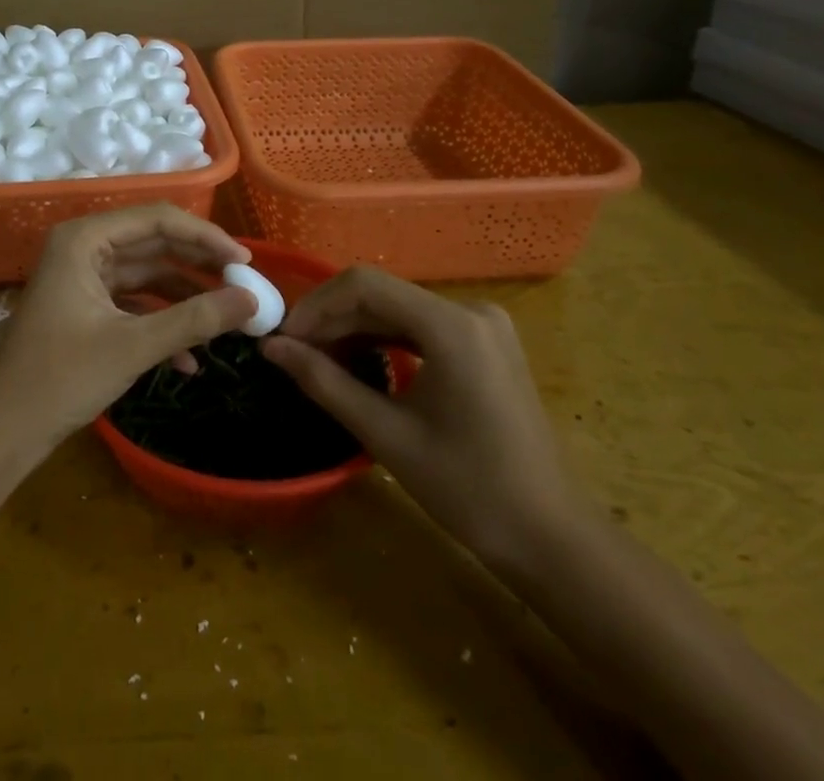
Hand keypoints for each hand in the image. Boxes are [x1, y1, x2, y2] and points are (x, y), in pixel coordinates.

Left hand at [0, 204, 256, 452]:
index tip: (245, 261)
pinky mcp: (87, 307)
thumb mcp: (134, 345)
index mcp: (85, 239)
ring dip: (185, 297)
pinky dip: (161, 323)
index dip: (205, 237)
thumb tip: (251, 300)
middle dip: (199, 266)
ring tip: (228, 319)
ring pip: (147, 275)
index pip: (157, 220)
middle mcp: (84, 248)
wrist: (5, 429)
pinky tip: (190, 361)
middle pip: (154, 244)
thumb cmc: (62, 377)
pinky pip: (134, 303)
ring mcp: (84, 278)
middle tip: (244, 284)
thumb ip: (195, 319)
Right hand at [263, 266, 580, 568]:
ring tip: (317, 358)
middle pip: (382, 294)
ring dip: (354, 328)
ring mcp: (482, 326)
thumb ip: (324, 381)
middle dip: (332, 318)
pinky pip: (421, 326)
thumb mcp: (386, 434)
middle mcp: (470, 310)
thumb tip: (271, 348)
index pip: (365, 284)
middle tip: (293, 351)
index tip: (284, 337)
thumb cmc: (468, 489)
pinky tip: (358, 360)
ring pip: (399, 309)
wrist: (552, 539)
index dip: (316, 305)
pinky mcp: (485, 344)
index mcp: (452, 325)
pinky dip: (385, 338)